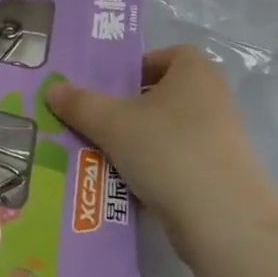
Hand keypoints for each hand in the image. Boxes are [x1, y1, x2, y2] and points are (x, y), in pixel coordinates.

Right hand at [46, 45, 277, 254]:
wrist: (225, 222)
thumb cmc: (168, 150)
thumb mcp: (112, 122)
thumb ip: (80, 103)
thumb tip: (52, 88)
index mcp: (195, 71)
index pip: (166, 54)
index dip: (137, 67)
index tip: (109, 88)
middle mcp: (213, 99)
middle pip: (163, 94)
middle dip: (129, 108)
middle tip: (95, 121)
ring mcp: (220, 140)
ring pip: (168, 132)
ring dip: (138, 141)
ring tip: (102, 155)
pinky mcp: (221, 177)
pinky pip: (178, 163)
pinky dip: (154, 170)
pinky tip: (127, 185)